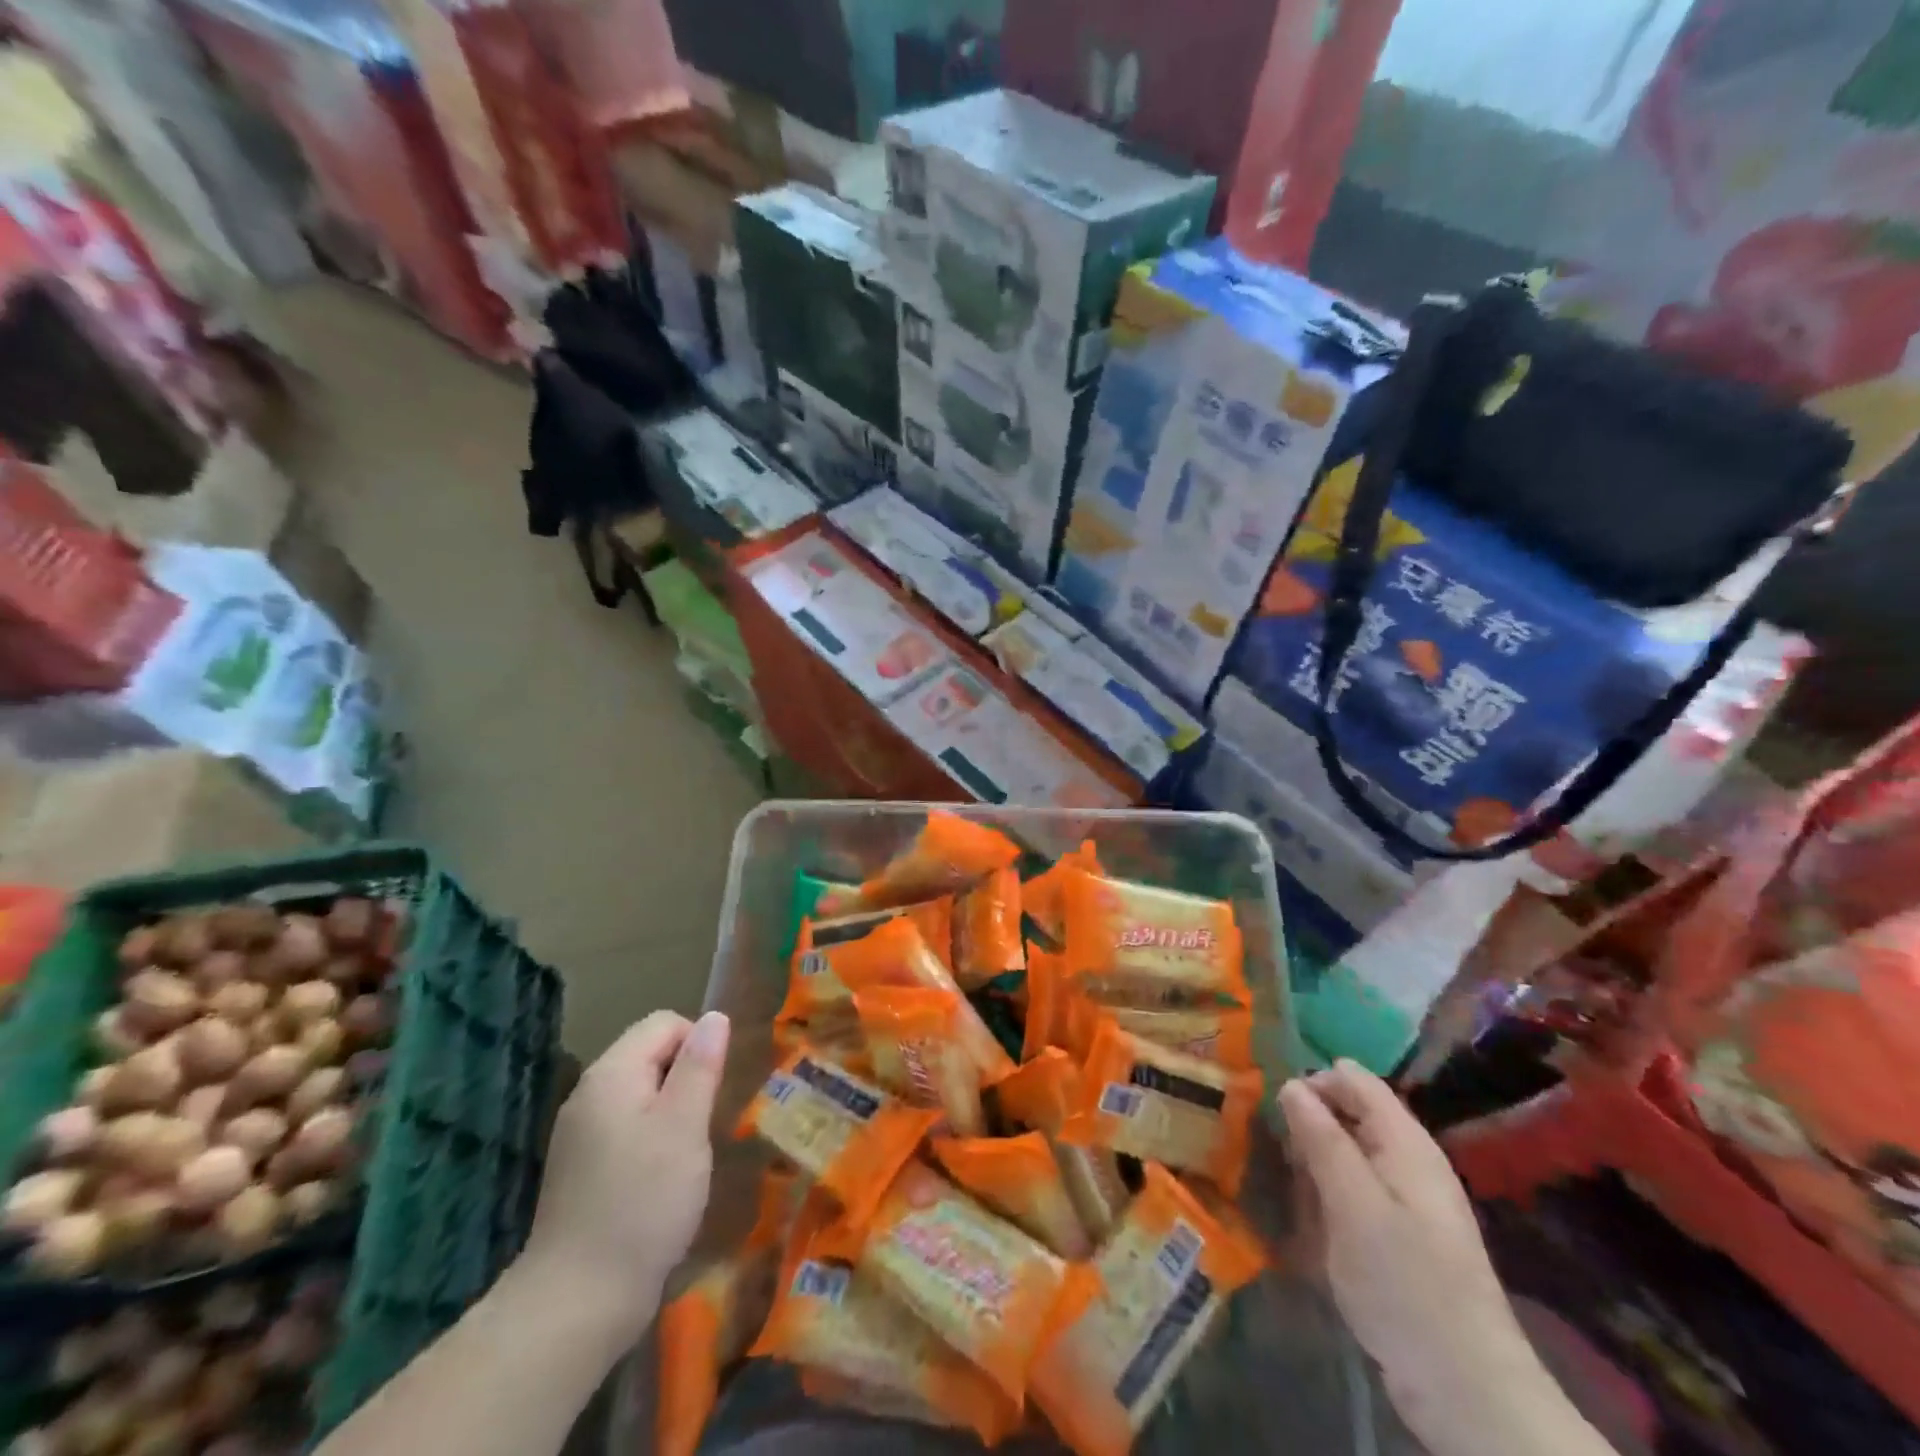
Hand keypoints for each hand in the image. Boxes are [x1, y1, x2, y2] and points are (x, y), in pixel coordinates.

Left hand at [518, 1009, 731, 1341]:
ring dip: (673, 1112)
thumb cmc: (642, 1203)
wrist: (576, 1304)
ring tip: (688, 1154)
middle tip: (704, 1125)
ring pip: (641, 1095)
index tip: (715, 1090)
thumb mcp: (684, 1126)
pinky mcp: (581, 1169)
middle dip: (686, 1079)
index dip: (698, 1045)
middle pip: (650, 1055)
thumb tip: (714, 1017)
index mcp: (610, 1074)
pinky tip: (663, 1180)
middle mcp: (588, 1094)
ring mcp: (579, 1134)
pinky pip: (627, 1128)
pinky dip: (652, 1140)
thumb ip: (700, 1066)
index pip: (664, 1023)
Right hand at [1280, 1062, 1591, 1455]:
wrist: (1466, 1391)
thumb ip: (1322, 1139)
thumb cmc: (1405, 1284)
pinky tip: (1307, 1227)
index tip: (1271, 1106)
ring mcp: (1405, 1202)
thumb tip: (1290, 1084)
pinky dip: (1326, 1201)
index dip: (1312, 1081)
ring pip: (1345, 1157)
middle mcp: (1407, 1162)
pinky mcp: (1398, 1238)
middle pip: (1348, 1115)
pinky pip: (1350, 1196)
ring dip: (1311, 1167)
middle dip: (1307, 1126)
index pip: (1353, 1079)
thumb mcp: (1353, 1204)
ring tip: (1286, 1191)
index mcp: (1405, 1142)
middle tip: (1275, 1154)